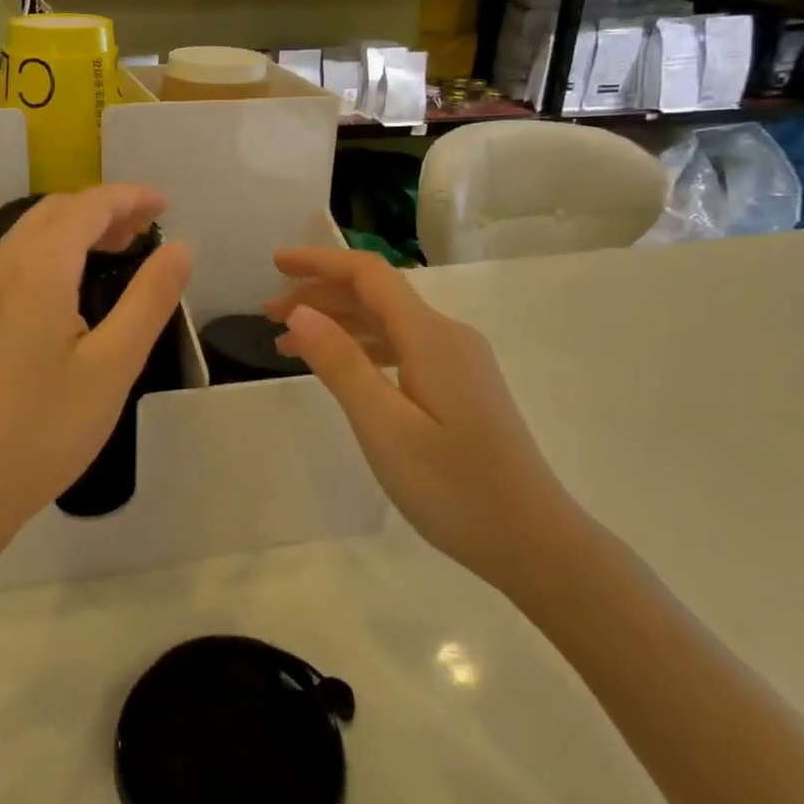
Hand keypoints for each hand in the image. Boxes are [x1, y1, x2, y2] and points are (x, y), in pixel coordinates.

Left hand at [0, 185, 191, 552]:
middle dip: (104, 209)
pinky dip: (53, 251)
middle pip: (56, 211)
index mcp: (37, 267)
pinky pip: (16, 259)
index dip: (130, 198)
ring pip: (32, 233)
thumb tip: (180, 247)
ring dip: (76, 228)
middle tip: (147, 229)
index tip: (166, 204)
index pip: (88, 206)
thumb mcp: (113, 365)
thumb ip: (149, 299)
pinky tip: (73, 285)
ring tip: (118, 249)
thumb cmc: (43, 429)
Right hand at [265, 247, 578, 594]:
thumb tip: (300, 311)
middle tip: (268, 316)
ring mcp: (458, 361)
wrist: (534, 542)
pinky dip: (362, 348)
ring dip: (337, 323)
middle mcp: (447, 336)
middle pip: (376, 294)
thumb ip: (341, 364)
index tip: (275, 263)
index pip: (368, 275)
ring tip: (289, 345)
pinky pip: (402, 347)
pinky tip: (340, 369)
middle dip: (320, 294)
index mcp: (431, 336)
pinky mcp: (460, 386)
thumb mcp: (385, 427)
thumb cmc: (455, 487)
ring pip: (387, 322)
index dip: (319, 261)